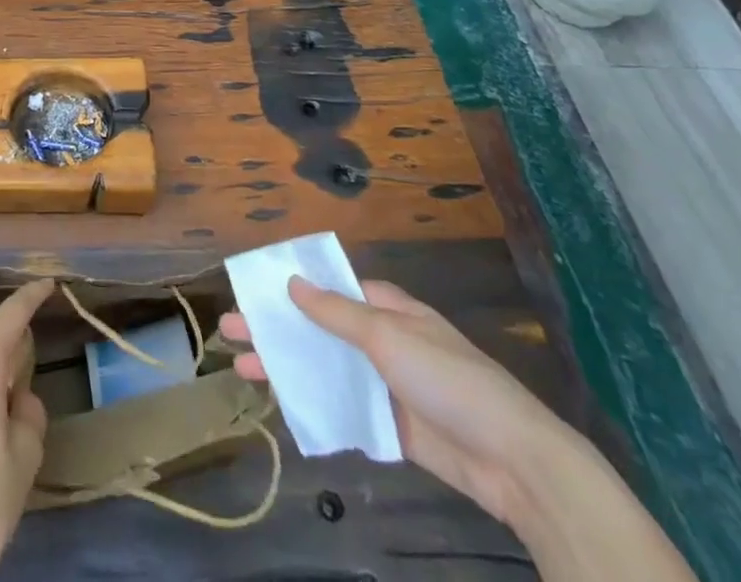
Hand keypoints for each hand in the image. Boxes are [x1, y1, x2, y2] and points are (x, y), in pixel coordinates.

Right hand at [219, 277, 580, 527]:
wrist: (511, 460)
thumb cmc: (447, 378)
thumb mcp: (388, 335)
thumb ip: (337, 312)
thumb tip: (291, 281)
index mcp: (386, 308)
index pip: (329, 289)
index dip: (290, 288)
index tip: (252, 290)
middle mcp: (382, 340)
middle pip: (319, 328)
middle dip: (276, 328)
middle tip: (229, 330)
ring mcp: (385, 384)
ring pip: (325, 368)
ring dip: (287, 366)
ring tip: (242, 368)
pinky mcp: (390, 426)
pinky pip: (343, 407)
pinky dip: (313, 403)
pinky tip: (281, 404)